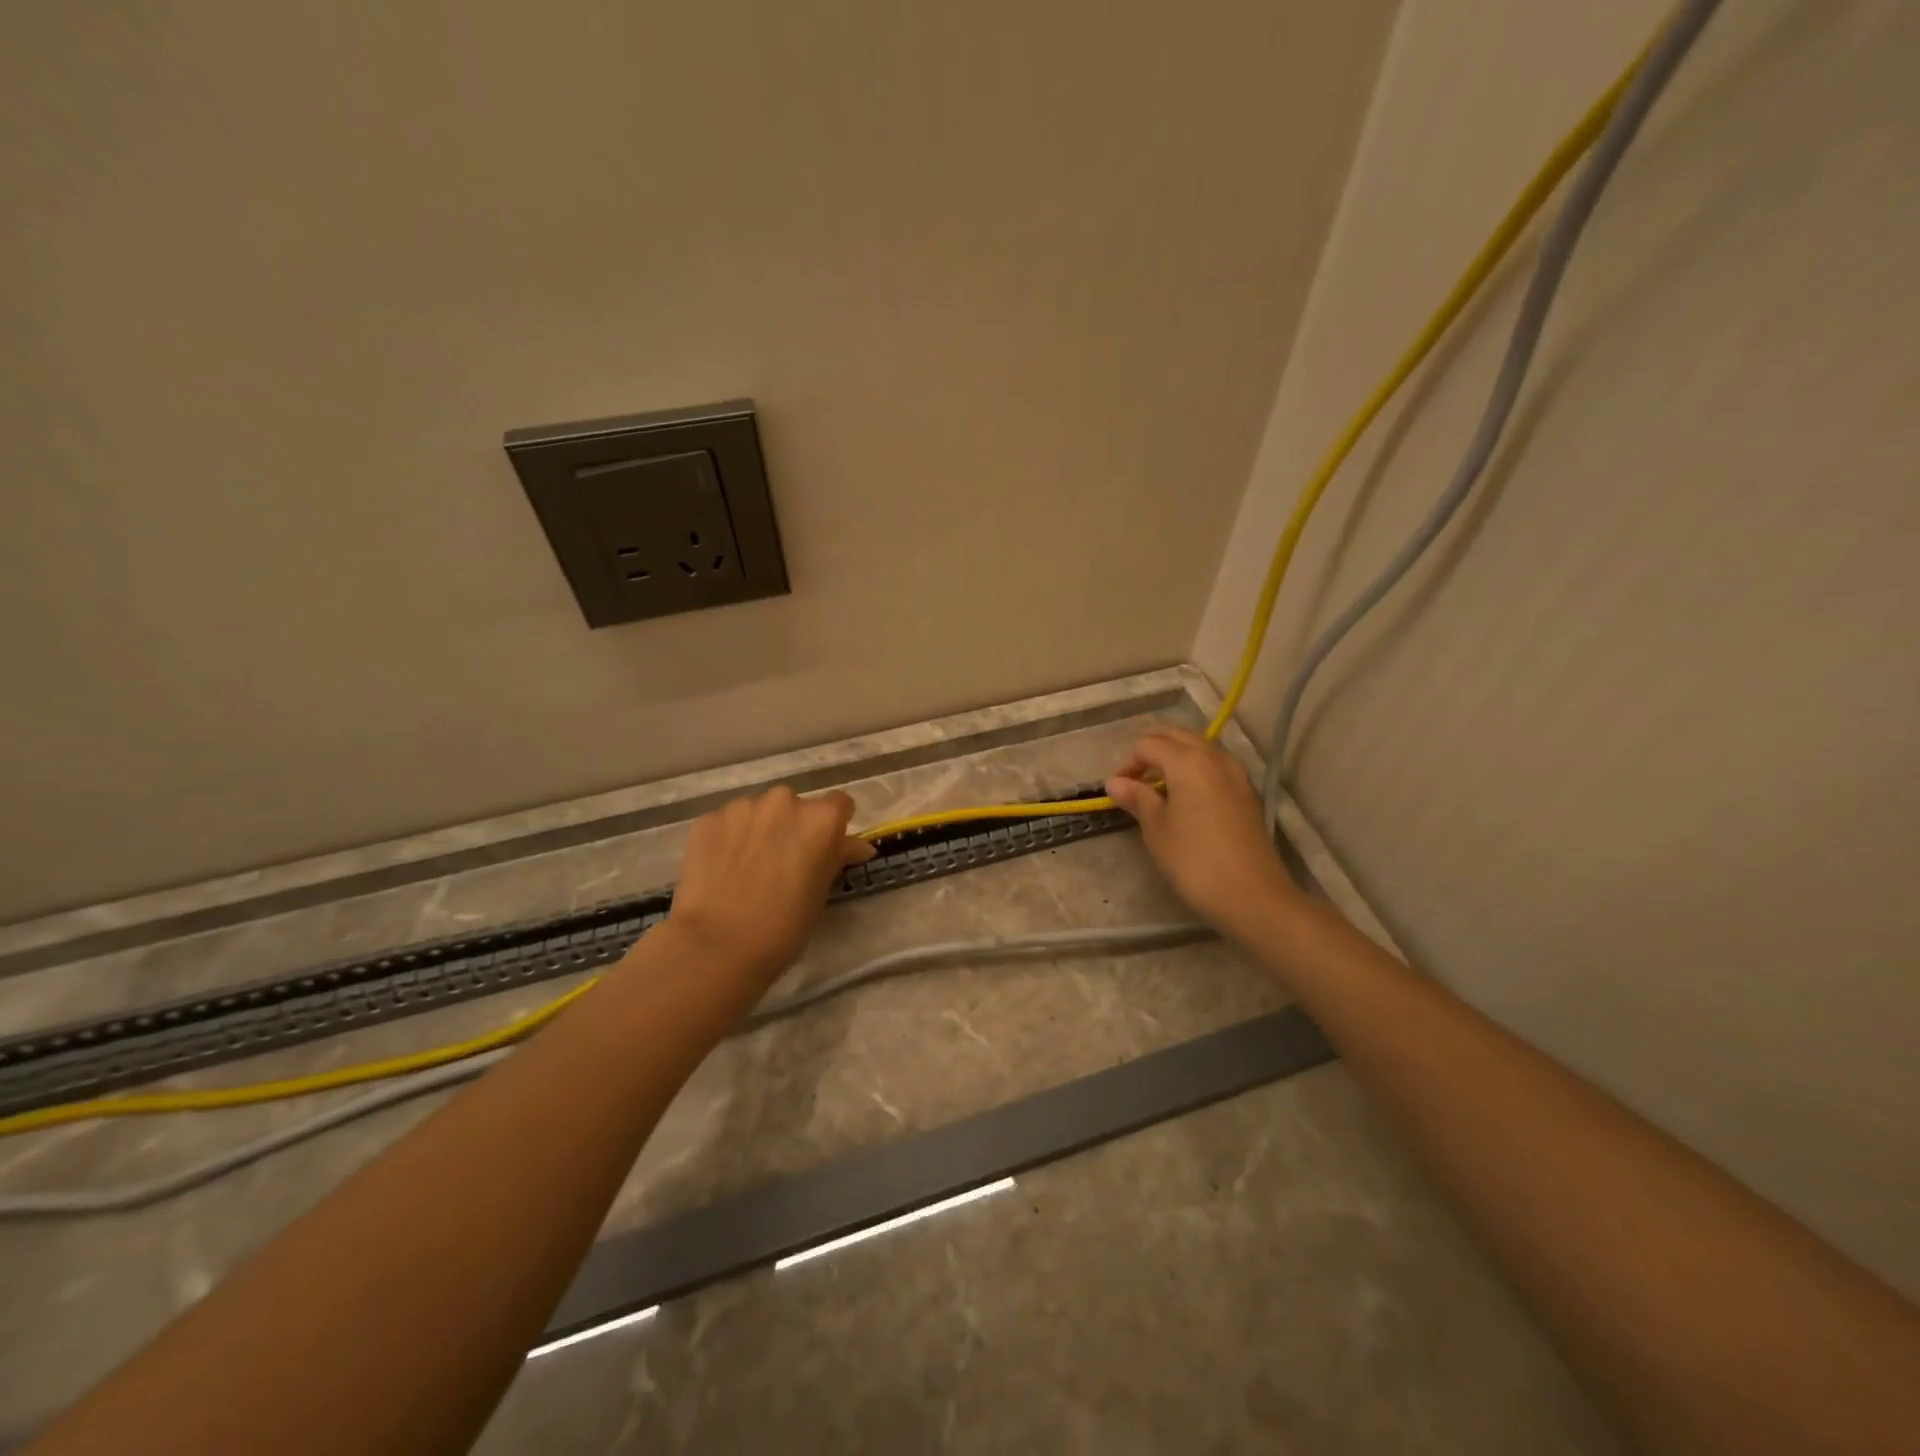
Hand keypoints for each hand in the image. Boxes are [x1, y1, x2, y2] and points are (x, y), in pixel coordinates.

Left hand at [667, 786, 874, 989]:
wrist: (718, 946)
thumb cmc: (784, 926)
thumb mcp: (821, 891)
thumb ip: (838, 857)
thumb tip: (858, 846)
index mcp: (820, 819)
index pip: (839, 804)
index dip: (834, 826)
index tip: (825, 848)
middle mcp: (784, 801)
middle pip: (795, 805)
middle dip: (792, 826)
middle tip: (784, 861)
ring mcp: (742, 808)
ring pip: (758, 811)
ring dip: (759, 829)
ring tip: (748, 866)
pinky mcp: (708, 820)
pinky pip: (727, 823)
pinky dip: (729, 839)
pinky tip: (722, 869)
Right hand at [1105, 726, 1298, 938]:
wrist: (1253, 896)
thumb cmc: (1194, 861)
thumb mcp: (1157, 829)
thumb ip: (1137, 798)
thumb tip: (1115, 782)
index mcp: (1187, 761)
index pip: (1147, 744)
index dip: (1127, 762)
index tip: (1118, 790)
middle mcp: (1214, 757)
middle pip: (1176, 736)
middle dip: (1151, 750)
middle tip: (1134, 780)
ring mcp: (1236, 773)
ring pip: (1198, 747)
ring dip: (1174, 756)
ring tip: (1158, 787)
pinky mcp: (1247, 792)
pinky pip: (1214, 765)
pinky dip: (1195, 769)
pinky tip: (1186, 797)